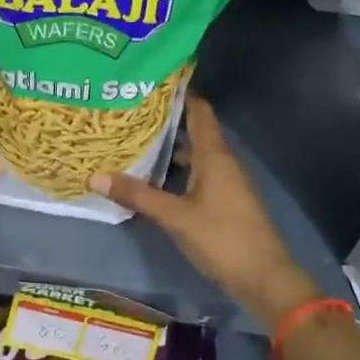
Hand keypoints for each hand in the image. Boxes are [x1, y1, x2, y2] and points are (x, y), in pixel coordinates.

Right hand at [89, 96, 318, 330]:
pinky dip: (176, 170)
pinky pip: (197, 174)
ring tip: (135, 141)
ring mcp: (225, 183)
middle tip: (130, 112)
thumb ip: (137, 195)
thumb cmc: (222, 238)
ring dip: (169, 148)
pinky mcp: (224, 201)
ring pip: (195, 155)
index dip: (180, 94)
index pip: (199, 111)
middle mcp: (222, 162)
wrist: (264, 278)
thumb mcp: (175, 216)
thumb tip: (95, 176)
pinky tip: (154, 179)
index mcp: (215, 156)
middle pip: (194, 131)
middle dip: (165, 121)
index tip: (151, 81)